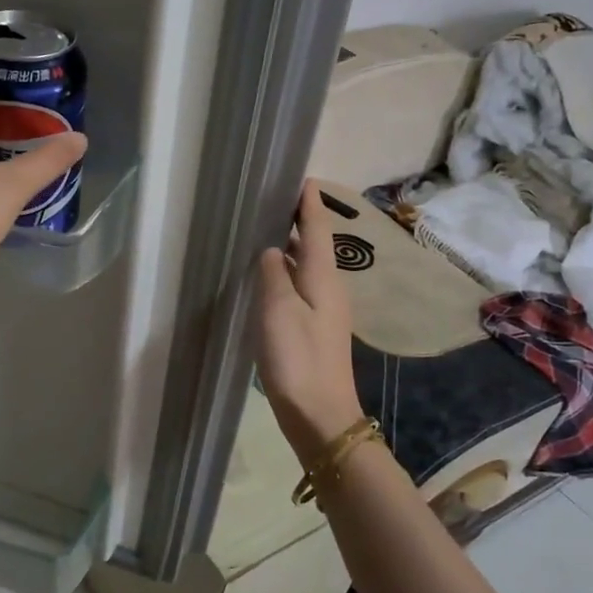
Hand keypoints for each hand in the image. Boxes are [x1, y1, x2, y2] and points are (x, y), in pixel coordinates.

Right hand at [253, 182, 366, 462]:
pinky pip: (300, 286)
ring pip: (306, 265)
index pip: (317, 228)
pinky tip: (267, 276)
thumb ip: (273, 275)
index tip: (297, 176)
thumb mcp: (278, 312)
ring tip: (264, 230)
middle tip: (269, 199)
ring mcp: (323, 310)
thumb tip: (272, 249)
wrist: (320, 415)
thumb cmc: (298, 360)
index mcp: (323, 278)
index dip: (308, 202)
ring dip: (289, 245)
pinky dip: (285, 271)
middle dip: (296, 219)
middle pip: (314, 243)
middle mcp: (328, 288)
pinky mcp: (314, 329)